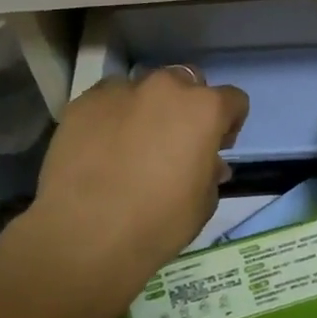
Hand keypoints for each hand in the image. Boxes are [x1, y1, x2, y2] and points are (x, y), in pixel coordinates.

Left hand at [29, 67, 249, 287]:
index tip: (216, 148)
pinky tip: (101, 147)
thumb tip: (208, 163)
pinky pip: (107, 100)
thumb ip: (210, 173)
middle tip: (174, 142)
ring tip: (132, 143)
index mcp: (204, 109)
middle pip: (187, 82)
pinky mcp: (83, 101)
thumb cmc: (157, 223)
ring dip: (148, 107)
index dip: (229, 124)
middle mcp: (165, 87)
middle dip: (187, 107)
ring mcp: (121, 90)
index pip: (233, 99)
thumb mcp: (202, 205)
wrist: (83, 234)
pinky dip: (112, 116)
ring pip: (144, 87)